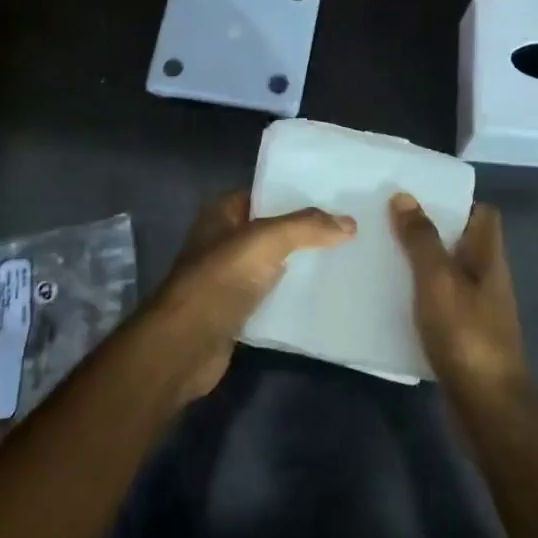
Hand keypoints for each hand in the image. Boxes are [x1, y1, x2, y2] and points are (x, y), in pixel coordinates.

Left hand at [148, 190, 355, 399]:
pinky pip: (272, 295)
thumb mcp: (266, 241)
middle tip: (350, 229)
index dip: (297, 194)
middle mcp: (224, 241)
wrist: (187, 344)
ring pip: (274, 263)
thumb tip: (350, 223)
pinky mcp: (237, 310)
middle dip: (306, 231)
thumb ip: (307, 227)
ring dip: (302, 264)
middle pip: (273, 229)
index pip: (265, 193)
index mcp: (222, 213)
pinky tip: (324, 295)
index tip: (336, 198)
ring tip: (347, 259)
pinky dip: (294, 295)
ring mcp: (229, 277)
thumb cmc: (220, 279)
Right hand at [390, 193, 528, 390]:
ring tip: (380, 257)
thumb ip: (421, 239)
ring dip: (419, 265)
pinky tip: (389, 301)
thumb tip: (404, 196)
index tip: (417, 198)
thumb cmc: (465, 333)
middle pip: (461, 243)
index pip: (483, 214)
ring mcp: (477, 309)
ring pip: (447, 274)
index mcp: (487, 257)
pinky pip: (439, 304)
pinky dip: (417, 298)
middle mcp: (486, 278)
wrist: (485, 402)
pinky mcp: (463, 335)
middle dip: (428, 232)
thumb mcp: (438, 279)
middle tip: (386, 224)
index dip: (455, 203)